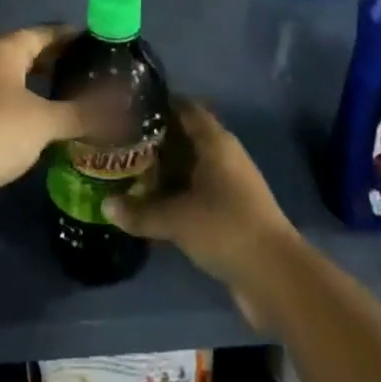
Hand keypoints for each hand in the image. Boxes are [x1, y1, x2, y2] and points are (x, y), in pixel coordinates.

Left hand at [0, 25, 85, 221]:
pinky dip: (23, 97)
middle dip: (55, 58)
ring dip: (38, 79)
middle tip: (85, 67)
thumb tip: (120, 109)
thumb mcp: (45, 122)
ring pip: (13, 73)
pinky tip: (40, 115)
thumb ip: (81, 112)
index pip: (44, 33)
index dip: (69, 37)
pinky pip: (1, 93)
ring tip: (67, 90)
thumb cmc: (0, 132)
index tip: (93, 42)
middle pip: (26, 50)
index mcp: (4, 49)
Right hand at [103, 99, 298, 313]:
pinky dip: (177, 195)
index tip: (128, 108)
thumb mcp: (177, 219)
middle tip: (120, 143)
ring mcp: (229, 184)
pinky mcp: (231, 212)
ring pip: (190, 167)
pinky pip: (197, 192)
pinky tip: (152, 205)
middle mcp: (223, 155)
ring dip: (165, 171)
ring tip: (129, 173)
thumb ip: (141, 212)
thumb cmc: (225, 228)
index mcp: (215, 141)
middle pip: (185, 137)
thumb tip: (105, 205)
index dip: (158, 105)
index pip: (184, 108)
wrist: (275, 276)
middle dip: (155, 141)